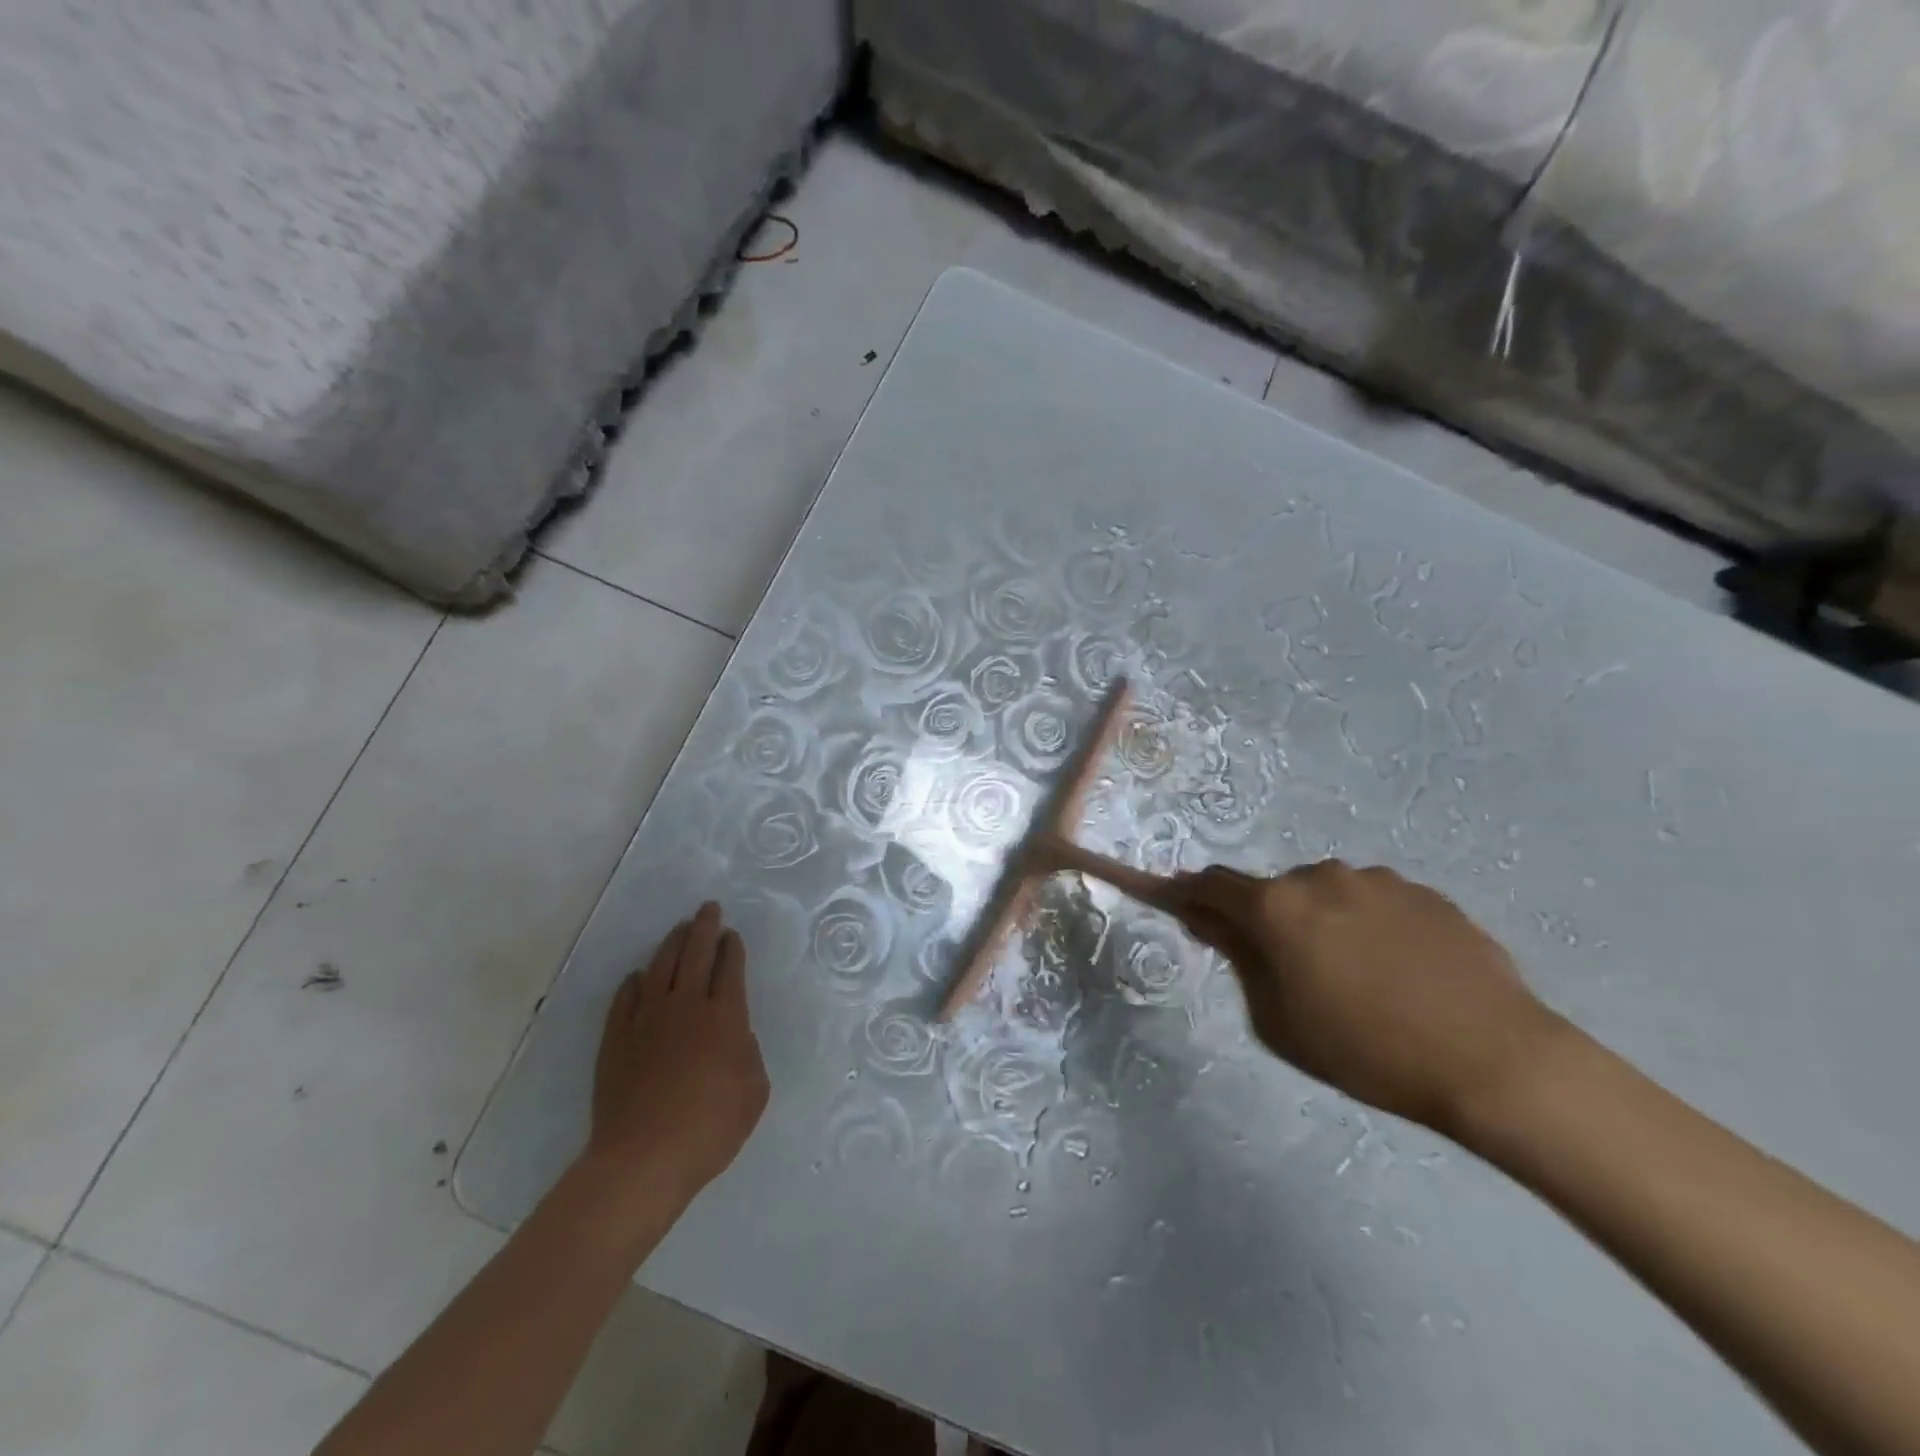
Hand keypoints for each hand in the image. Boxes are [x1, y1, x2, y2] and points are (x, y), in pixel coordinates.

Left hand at [585, 902, 769, 1207]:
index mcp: (725, 1017)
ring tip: (679, 929)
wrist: (643, 1159)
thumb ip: (749, 1055)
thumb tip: (735, 1036)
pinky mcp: (616, 1039)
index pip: (730, 968)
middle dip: (705, 927)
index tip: (732, 935)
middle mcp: (686, 1006)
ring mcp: (647, 1020)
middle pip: (696, 954)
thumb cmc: (710, 1128)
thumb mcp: (754, 1092)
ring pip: (660, 968)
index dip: (732, 948)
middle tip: (708, 908)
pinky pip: (626, 998)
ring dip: (672, 944)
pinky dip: (634, 983)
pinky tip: (638, 977)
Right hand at [1172, 861, 1563, 1135]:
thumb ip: (1240, 961)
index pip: (1212, 886)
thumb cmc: (1369, 1050)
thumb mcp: (1280, 1021)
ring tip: (1355, 977)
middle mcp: (1321, 877)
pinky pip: (1374, 902)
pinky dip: (1367, 926)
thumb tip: (1211, 922)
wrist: (1496, 1061)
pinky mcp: (1425, 893)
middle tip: (1285, 969)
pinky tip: (1399, 972)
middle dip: (1266, 919)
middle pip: (1273, 892)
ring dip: (1320, 921)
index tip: (1168, 897)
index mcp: (1278, 907)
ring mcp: (1377, 880)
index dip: (1185, 891)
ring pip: (1326, 895)